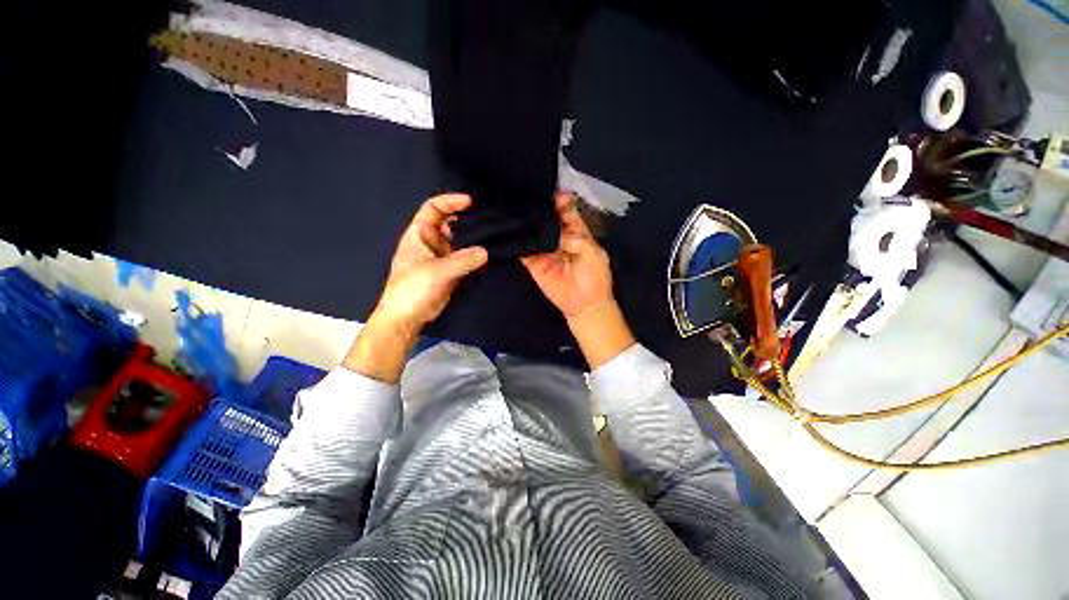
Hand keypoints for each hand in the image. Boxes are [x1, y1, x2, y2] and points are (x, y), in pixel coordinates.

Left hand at [344, 194, 486, 382]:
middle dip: (469, 220)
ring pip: (461, 242)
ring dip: (475, 239)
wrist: (407, 317)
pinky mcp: (452, 271)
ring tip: (495, 235)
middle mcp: (432, 242)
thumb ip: (462, 260)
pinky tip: (491, 253)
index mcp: (419, 234)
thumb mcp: (436, 272)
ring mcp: (443, 257)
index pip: (433, 209)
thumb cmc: (411, 289)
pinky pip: (467, 258)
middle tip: (490, 219)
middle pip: (452, 224)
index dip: (450, 201)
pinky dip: (477, 255)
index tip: (470, 202)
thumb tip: (486, 252)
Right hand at [521, 192, 613, 318]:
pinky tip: (509, 229)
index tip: (547, 186)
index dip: (558, 199)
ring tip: (514, 207)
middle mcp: (558, 236)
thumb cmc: (594, 277)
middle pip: (546, 217)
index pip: (565, 210)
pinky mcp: (533, 262)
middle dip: (538, 207)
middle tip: (524, 193)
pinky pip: (523, 249)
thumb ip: (575, 237)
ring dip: (525, 221)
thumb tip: (555, 228)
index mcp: (576, 231)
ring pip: (533, 231)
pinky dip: (516, 240)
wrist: (584, 304)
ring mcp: (543, 249)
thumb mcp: (592, 252)